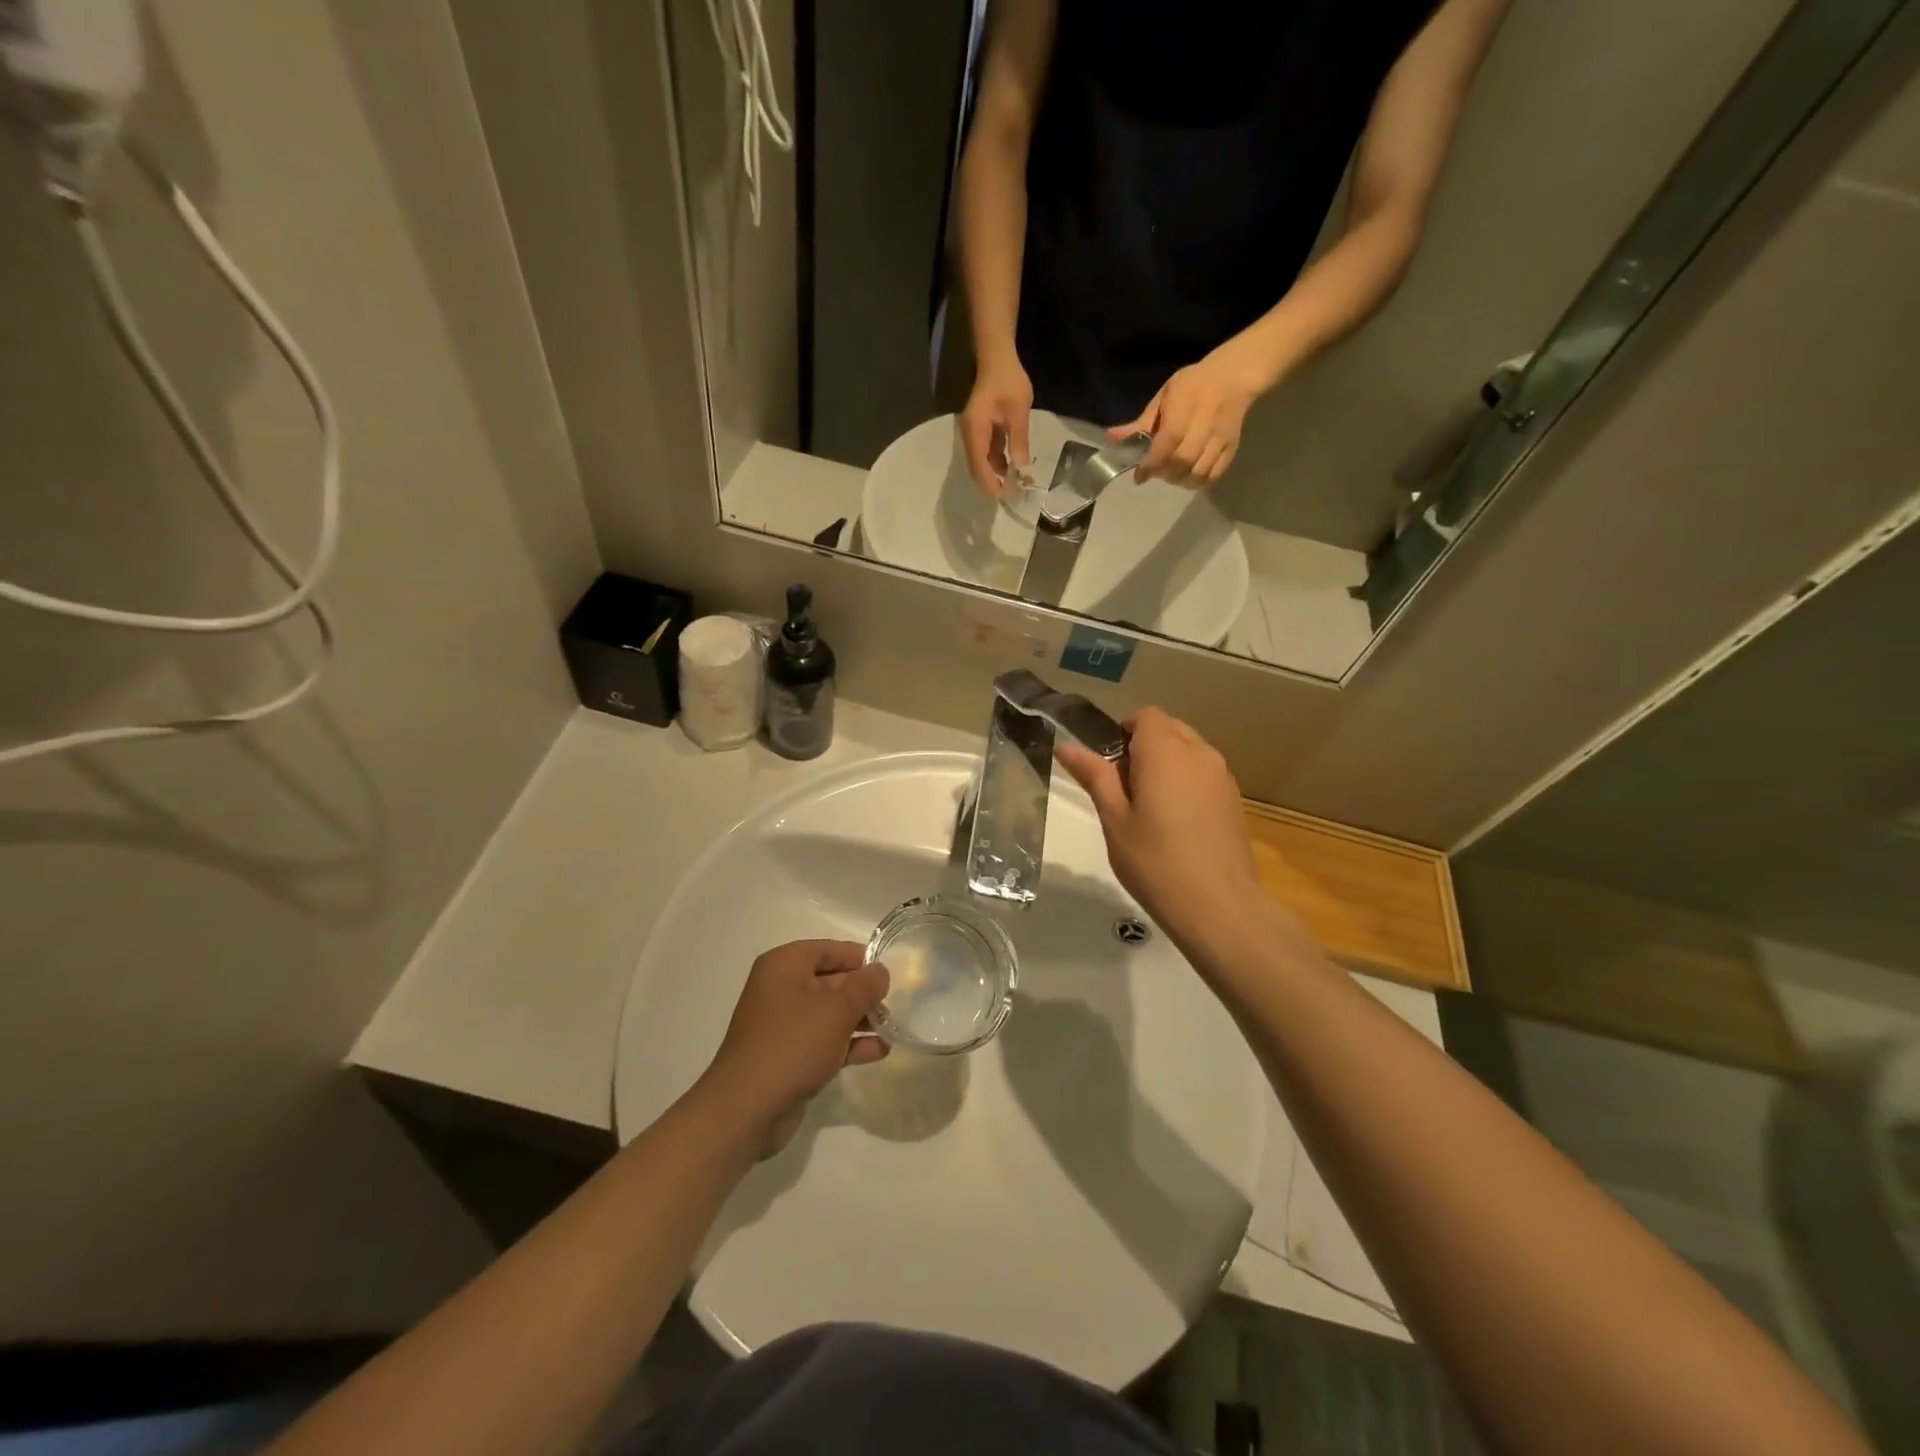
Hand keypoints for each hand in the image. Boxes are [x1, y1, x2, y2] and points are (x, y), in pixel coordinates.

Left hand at [698, 940, 889, 1157]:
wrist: (746, 1110)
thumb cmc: (792, 1045)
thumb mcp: (837, 1011)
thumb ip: (864, 987)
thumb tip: (880, 971)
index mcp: (784, 966)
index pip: (827, 950)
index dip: (858, 958)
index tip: (887, 972)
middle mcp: (780, 989)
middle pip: (830, 981)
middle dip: (862, 994)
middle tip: (895, 1004)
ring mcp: (782, 1025)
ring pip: (829, 1013)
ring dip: (860, 1021)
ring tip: (892, 1030)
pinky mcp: (787, 1056)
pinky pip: (823, 1041)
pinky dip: (848, 1044)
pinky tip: (878, 1052)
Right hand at [960, 355, 1033, 497]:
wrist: (997, 358)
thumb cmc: (1008, 381)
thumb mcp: (1019, 410)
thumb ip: (1019, 439)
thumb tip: (1022, 466)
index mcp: (975, 430)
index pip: (979, 464)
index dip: (990, 482)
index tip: (1003, 497)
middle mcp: (970, 435)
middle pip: (976, 467)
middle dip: (991, 483)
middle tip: (1010, 496)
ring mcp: (974, 433)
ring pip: (980, 462)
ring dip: (994, 475)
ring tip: (1013, 486)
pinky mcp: (980, 431)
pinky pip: (985, 453)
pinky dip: (995, 463)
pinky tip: (1010, 469)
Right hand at [1056, 709, 1275, 953]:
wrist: (1218, 906)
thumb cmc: (1155, 861)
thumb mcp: (1114, 818)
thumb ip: (1094, 776)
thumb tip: (1066, 746)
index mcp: (1166, 751)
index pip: (1145, 716)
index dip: (1123, 732)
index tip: (1109, 767)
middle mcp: (1199, 753)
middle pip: (1169, 729)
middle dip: (1144, 747)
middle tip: (1124, 790)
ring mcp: (1222, 776)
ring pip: (1188, 751)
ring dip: (1166, 764)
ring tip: (1150, 809)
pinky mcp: (1234, 800)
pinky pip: (1204, 774)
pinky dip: (1186, 783)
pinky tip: (1176, 824)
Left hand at [1116, 338, 1270, 486]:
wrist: (1233, 377)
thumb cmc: (1193, 385)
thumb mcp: (1164, 397)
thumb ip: (1141, 423)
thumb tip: (1113, 438)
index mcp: (1185, 407)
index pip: (1167, 442)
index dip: (1151, 462)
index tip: (1139, 474)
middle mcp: (1204, 425)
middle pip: (1183, 460)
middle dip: (1164, 472)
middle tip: (1155, 472)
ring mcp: (1220, 438)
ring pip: (1199, 471)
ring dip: (1179, 480)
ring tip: (1170, 475)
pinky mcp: (1231, 448)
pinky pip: (1214, 474)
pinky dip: (1198, 482)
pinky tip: (1187, 477)